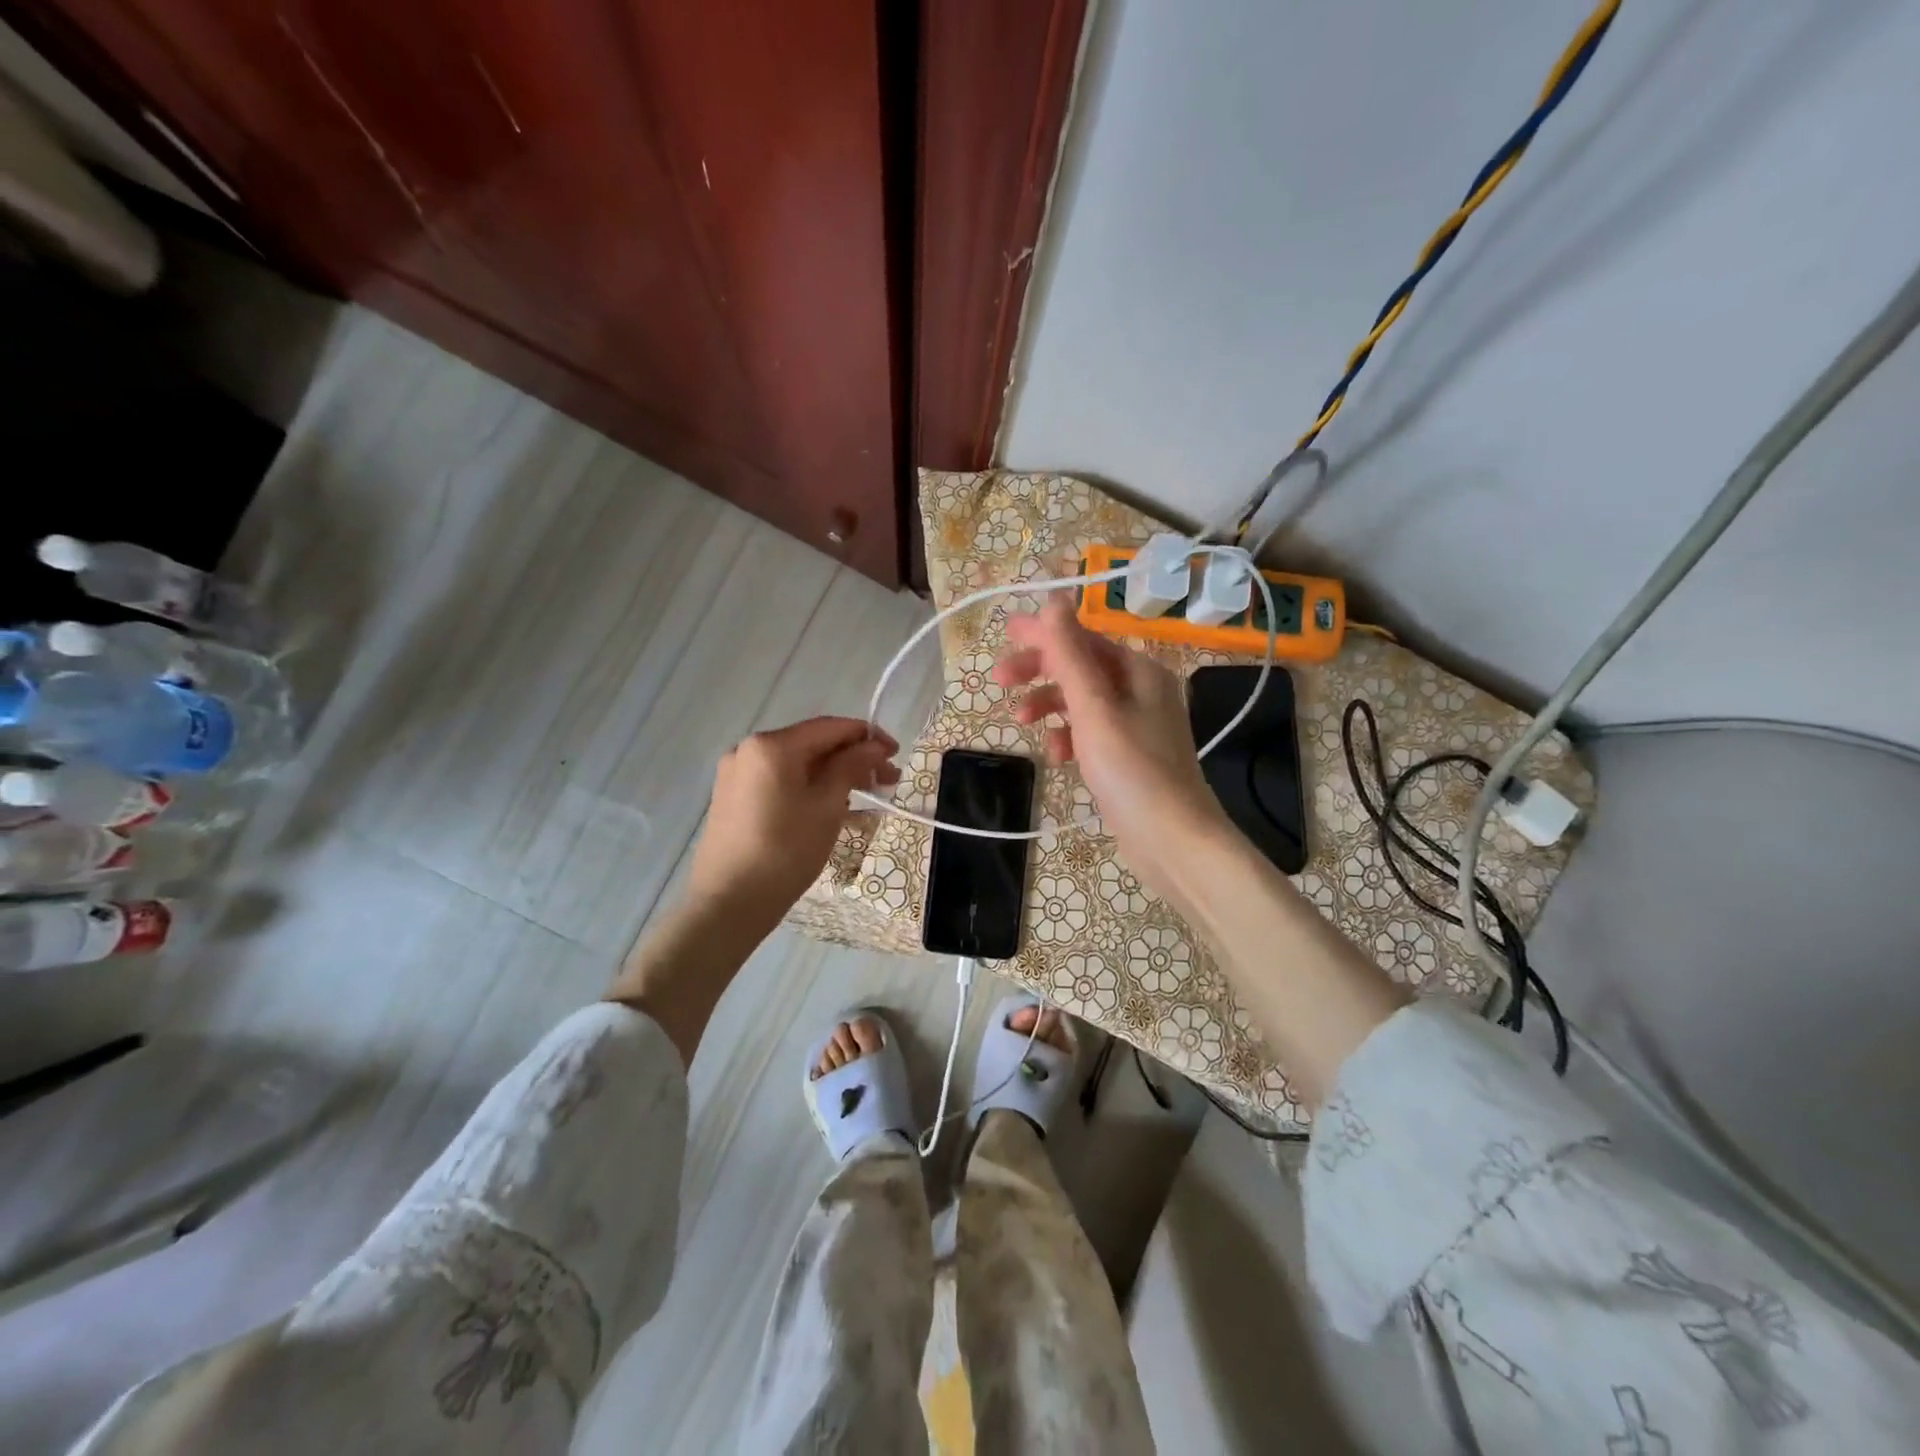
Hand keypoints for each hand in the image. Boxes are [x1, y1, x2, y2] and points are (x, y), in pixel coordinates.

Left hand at [686, 716, 899, 926]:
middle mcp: (748, 749)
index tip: (896, 753)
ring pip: (796, 764)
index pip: (830, 727)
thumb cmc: (785, 851)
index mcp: (771, 745)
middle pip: (812, 744)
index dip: (867, 736)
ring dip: (832, 774)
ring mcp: (736, 774)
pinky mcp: (732, 798)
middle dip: (852, 758)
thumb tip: (873, 746)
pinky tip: (830, 806)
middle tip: (887, 780)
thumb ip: (851, 767)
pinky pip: (779, 781)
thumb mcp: (827, 807)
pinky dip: (808, 786)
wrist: (728, 904)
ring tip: (863, 796)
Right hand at [995, 599, 1229, 898]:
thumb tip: (1054, 600)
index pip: (1084, 638)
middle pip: (1081, 668)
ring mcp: (1136, 726)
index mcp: (1139, 671)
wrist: (1173, 841)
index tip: (1004, 634)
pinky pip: (1090, 733)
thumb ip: (1070, 655)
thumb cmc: (1132, 770)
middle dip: (1041, 672)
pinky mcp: (1128, 757)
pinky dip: (1069, 737)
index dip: (1044, 634)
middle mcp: (1141, 691)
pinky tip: (1057, 756)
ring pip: (1082, 702)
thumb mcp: (1094, 709)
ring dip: (1050, 705)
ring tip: (1021, 722)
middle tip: (1001, 681)